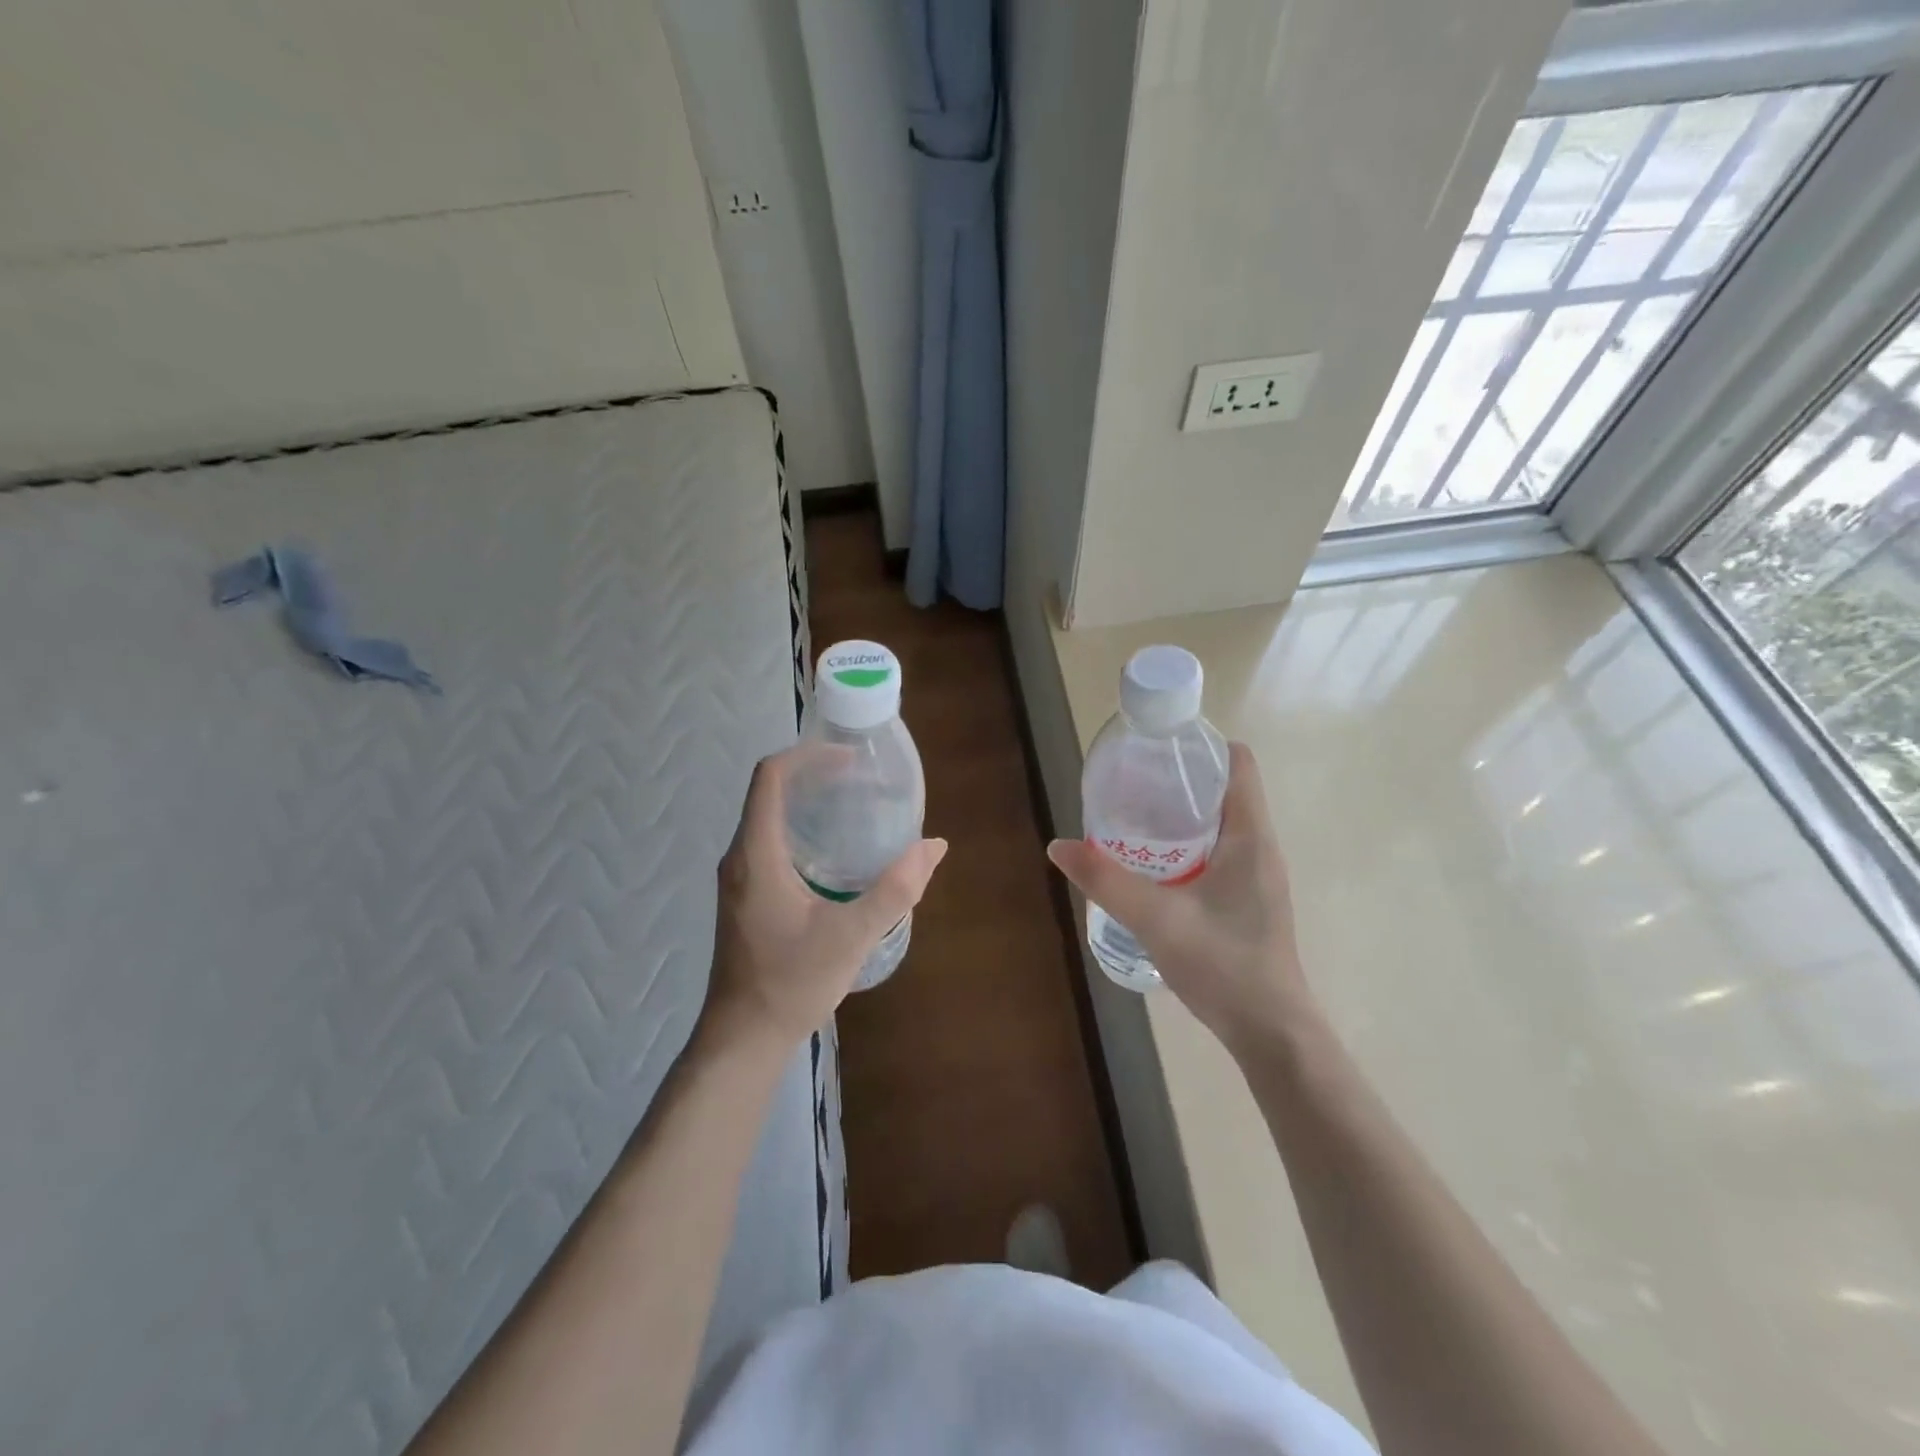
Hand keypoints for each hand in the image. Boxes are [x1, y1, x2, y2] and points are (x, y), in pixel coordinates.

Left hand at [704, 747, 947, 1050]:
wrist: (743, 1038)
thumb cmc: (791, 983)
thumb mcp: (851, 936)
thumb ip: (896, 889)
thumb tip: (934, 846)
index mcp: (756, 854)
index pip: (770, 776)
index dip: (808, 755)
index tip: (850, 758)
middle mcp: (740, 856)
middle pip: (769, 791)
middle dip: (813, 774)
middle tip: (862, 778)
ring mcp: (739, 877)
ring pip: (769, 817)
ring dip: (807, 802)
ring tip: (854, 805)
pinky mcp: (746, 896)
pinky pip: (770, 841)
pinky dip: (801, 828)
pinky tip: (835, 851)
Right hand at [1047, 742, 1315, 1055]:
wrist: (1271, 1031)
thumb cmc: (1224, 965)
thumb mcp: (1156, 918)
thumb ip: (1106, 880)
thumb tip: (1058, 846)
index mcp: (1250, 836)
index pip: (1238, 765)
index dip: (1201, 745)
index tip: (1157, 746)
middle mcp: (1259, 847)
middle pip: (1224, 790)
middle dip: (1179, 779)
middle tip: (1130, 781)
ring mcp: (1257, 876)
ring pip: (1220, 824)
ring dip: (1181, 814)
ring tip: (1133, 817)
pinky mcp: (1248, 900)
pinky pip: (1219, 852)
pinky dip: (1187, 845)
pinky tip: (1153, 866)